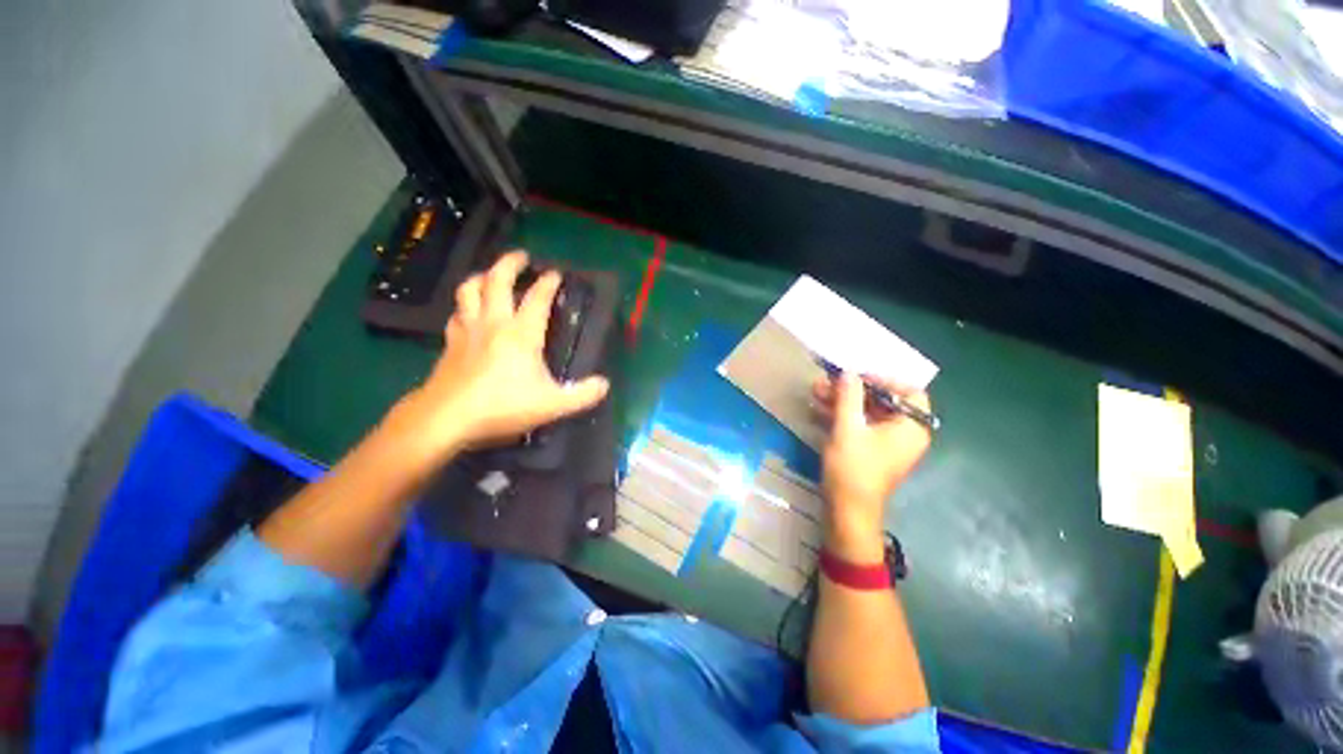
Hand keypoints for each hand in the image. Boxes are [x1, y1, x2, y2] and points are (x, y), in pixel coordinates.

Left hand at [390, 250, 609, 461]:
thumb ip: (583, 394)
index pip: (537, 298)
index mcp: (522, 333)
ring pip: (469, 290)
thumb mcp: (552, 405)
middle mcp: (494, 323)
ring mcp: (468, 330)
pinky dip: (464, 307)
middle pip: (497, 280)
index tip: (555, 273)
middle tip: (521, 257)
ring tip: (491, 276)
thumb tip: (604, 385)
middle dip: (510, 263)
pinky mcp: (450, 343)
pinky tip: (468, 313)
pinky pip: (456, 314)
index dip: (548, 283)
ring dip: (481, 277)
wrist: (447, 418)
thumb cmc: (503, 406)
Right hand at [813, 372, 931, 561]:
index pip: (909, 391)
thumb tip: (848, 372)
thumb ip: (848, 396)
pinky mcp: (871, 451)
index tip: (857, 375)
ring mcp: (887, 443)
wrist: (848, 512)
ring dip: (843, 400)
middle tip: (829, 380)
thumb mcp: (848, 428)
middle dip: (854, 389)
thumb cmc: (854, 469)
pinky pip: (860, 425)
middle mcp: (904, 433)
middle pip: (884, 400)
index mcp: (911, 427)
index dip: (884, 379)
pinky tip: (818, 408)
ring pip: (868, 412)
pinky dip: (842, 415)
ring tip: (816, 390)